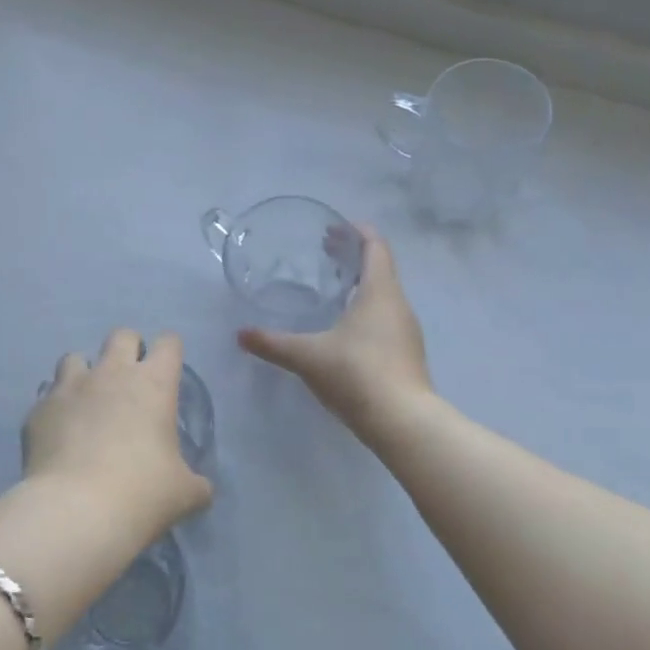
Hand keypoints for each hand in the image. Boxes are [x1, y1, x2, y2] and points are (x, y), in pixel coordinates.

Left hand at [23, 329, 211, 531]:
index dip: (170, 352)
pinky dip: (56, 408)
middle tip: (130, 383)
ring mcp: (70, 388)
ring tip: (88, 402)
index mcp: (154, 383)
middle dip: (128, 350)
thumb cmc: (142, 493)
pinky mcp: (38, 410)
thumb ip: (195, 483)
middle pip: (121, 336)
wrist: (76, 511)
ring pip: (75, 357)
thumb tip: (201, 489)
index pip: (168, 343)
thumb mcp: (185, 493)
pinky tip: (59, 434)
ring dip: (84, 373)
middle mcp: (112, 373)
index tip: (168, 371)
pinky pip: (47, 396)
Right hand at [238, 226, 431, 439]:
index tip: (335, 228)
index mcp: (379, 291)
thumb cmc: (356, 374)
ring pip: (385, 294)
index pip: (375, 246)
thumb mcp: (308, 357)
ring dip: (362, 284)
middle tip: (326, 253)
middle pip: (380, 267)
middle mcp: (398, 304)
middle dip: (354, 257)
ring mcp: (407, 330)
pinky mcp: (407, 353)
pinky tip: (347, 328)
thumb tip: (241, 335)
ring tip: (335, 289)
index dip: (357, 232)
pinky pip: (387, 318)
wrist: (402, 421)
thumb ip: (273, 343)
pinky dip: (368, 309)